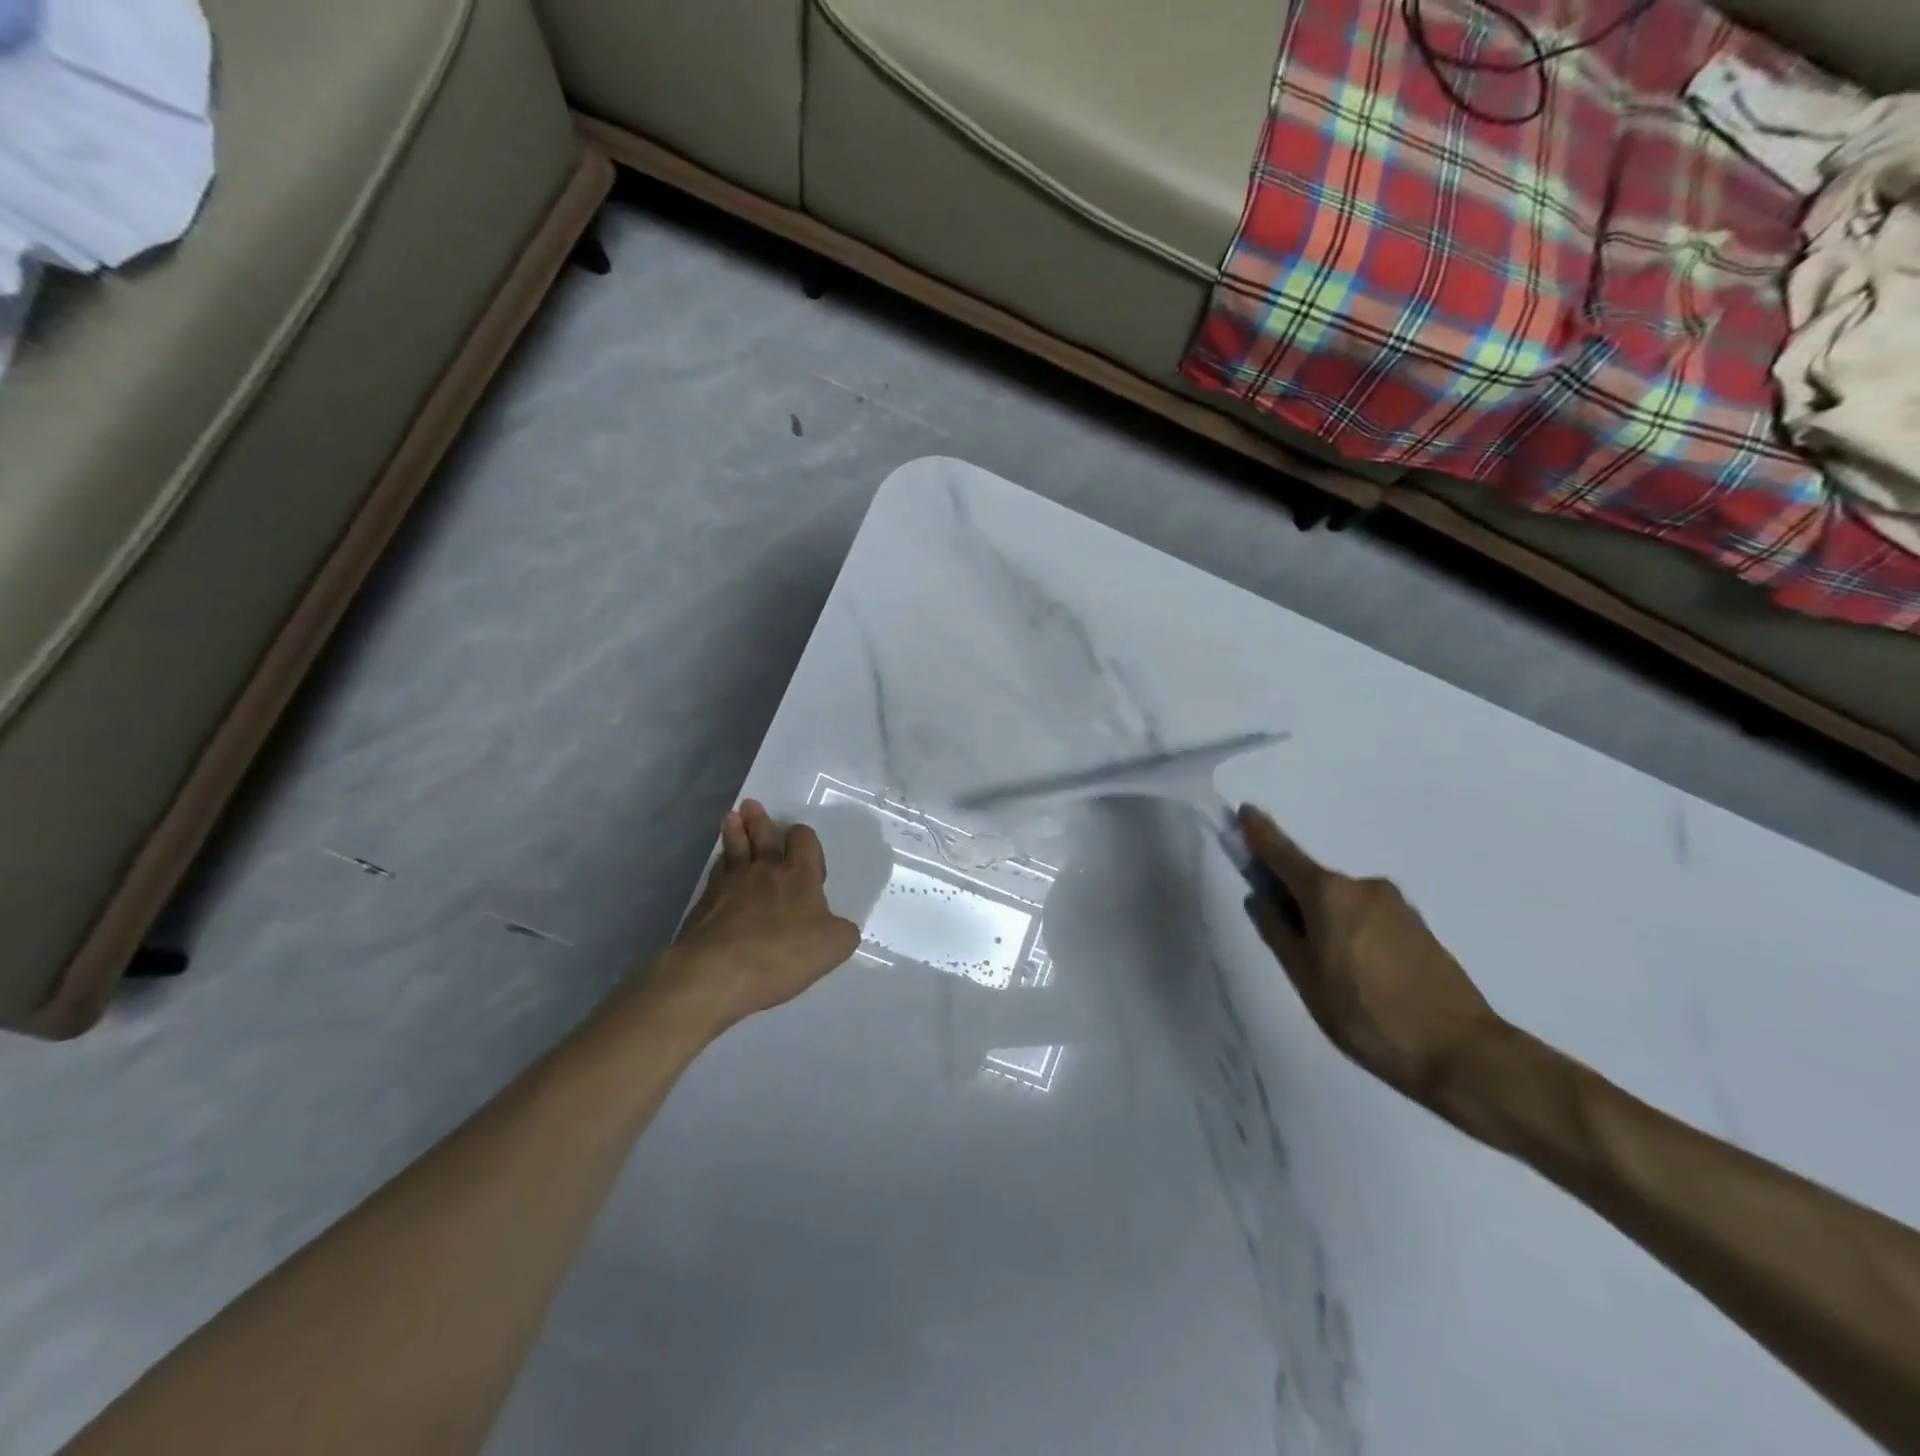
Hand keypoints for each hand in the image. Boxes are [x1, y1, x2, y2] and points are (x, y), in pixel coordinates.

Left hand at [659, 801, 861, 1032]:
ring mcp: (730, 884)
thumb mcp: (834, 946)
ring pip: (734, 848)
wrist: (718, 972)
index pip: (803, 841)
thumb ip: (842, 931)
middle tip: (751, 805)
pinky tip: (719, 863)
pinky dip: (720, 864)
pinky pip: (716, 873)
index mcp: (800, 876)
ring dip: (735, 831)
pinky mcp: (704, 903)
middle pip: (763, 836)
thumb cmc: (783, 953)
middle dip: (760, 821)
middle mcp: (765, 870)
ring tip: (732, 818)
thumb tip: (837, 926)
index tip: (801, 842)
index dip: (803, 837)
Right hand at [1239, 805, 1505, 1112]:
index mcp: (1329, 894)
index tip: (1245, 812)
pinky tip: (1357, 972)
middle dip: (1292, 897)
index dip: (1260, 833)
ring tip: (1327, 971)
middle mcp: (1363, 886)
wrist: (1463, 1053)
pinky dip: (1350, 930)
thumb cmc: (1367, 1014)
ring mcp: (1395, 904)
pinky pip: (1366, 916)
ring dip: (1323, 919)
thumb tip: (1262, 899)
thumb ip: (1278, 932)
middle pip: (1312, 881)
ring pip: (1340, 902)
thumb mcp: (1306, 979)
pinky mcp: (1417, 926)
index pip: (1283, 853)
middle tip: (1285, 940)